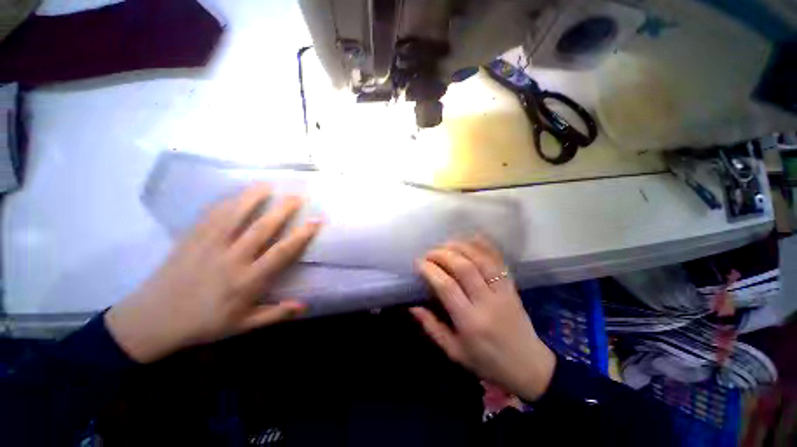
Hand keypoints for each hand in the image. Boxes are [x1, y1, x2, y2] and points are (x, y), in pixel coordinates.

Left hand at [106, 184, 320, 362]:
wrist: (152, 320)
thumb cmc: (203, 324)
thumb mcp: (242, 325)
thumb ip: (275, 315)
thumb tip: (304, 305)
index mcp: (246, 281)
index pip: (281, 252)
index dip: (301, 235)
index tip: (316, 220)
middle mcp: (231, 259)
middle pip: (262, 227)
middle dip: (283, 209)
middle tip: (298, 195)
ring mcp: (208, 245)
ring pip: (235, 215)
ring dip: (254, 197)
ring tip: (268, 184)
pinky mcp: (191, 239)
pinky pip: (211, 216)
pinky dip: (226, 202)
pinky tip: (237, 194)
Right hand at [410, 238, 555, 401]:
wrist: (530, 367)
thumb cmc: (488, 363)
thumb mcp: (454, 352)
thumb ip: (432, 327)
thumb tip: (412, 306)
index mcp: (470, 321)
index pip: (446, 286)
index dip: (430, 270)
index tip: (418, 263)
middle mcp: (487, 302)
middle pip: (464, 267)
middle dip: (442, 254)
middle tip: (429, 253)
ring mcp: (503, 291)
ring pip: (481, 259)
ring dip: (461, 247)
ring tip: (445, 244)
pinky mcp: (512, 286)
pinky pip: (498, 260)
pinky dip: (484, 246)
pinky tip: (470, 239)